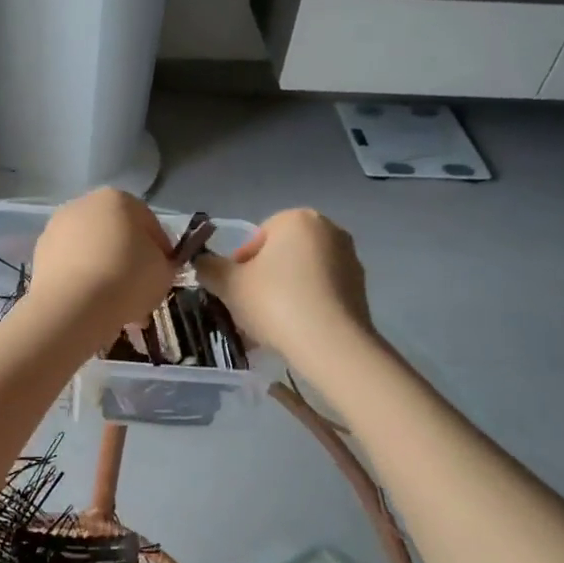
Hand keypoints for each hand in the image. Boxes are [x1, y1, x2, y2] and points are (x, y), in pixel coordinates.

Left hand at [27, 188, 176, 337]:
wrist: (73, 307)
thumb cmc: (127, 279)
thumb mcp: (164, 271)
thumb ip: (163, 262)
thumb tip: (154, 265)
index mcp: (117, 198)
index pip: (149, 223)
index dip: (161, 251)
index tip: (164, 274)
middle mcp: (83, 204)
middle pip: (116, 236)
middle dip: (129, 261)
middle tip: (140, 292)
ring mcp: (56, 228)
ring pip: (92, 253)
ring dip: (105, 274)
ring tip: (117, 306)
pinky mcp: (39, 255)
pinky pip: (72, 268)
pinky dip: (83, 283)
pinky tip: (93, 307)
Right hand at [194, 208, 372, 362]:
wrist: (330, 344)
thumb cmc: (275, 302)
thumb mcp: (229, 284)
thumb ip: (209, 268)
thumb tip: (202, 263)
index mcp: (298, 219)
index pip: (257, 237)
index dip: (239, 265)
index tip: (234, 291)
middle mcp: (330, 230)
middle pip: (281, 255)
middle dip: (263, 279)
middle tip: (248, 309)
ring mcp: (350, 259)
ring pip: (302, 275)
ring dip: (284, 294)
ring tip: (270, 326)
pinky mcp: (361, 289)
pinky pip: (322, 293)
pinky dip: (306, 306)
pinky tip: (294, 331)